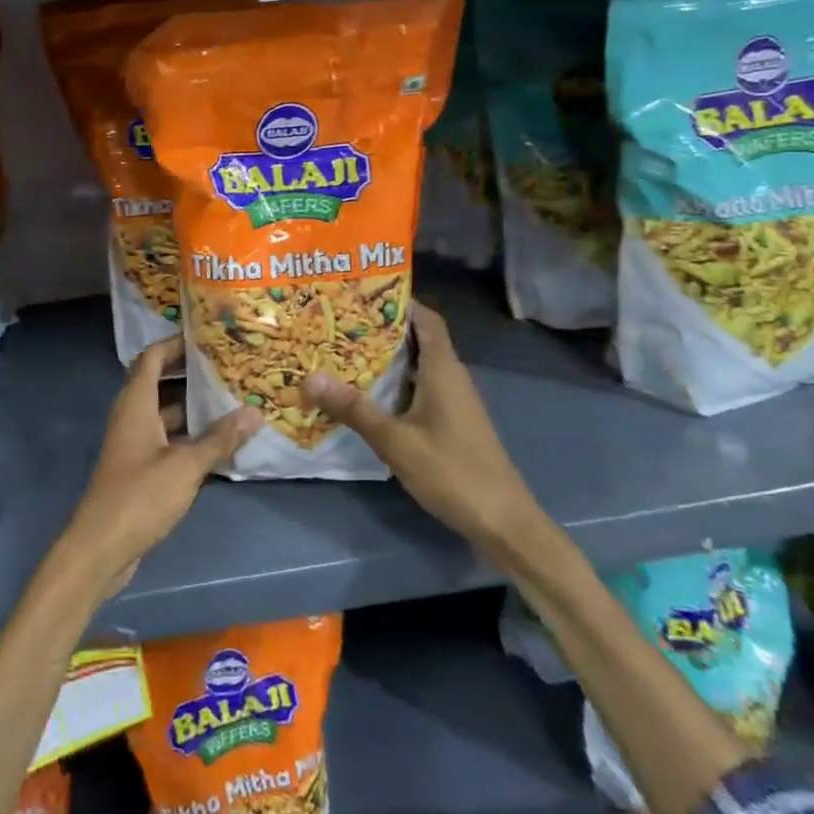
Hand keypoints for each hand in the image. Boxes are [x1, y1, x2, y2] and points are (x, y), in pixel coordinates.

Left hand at [59, 337, 260, 601]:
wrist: (101, 547)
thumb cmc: (139, 496)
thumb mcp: (185, 466)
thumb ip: (219, 439)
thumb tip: (254, 412)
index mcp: (135, 403)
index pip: (152, 357)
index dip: (175, 342)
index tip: (208, 336)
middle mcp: (132, 416)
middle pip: (160, 382)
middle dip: (191, 373)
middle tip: (230, 366)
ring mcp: (135, 442)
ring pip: (167, 413)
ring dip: (194, 407)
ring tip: (233, 399)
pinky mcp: (140, 467)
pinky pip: (167, 439)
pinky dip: (190, 436)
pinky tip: (221, 442)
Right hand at [301, 302, 538, 551]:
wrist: (504, 523)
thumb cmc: (453, 472)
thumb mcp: (395, 441)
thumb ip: (353, 408)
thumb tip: (309, 376)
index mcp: (443, 369)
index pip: (426, 318)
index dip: (399, 300)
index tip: (361, 290)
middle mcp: (451, 377)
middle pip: (417, 339)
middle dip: (380, 328)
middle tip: (337, 320)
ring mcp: (453, 401)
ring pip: (417, 365)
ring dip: (385, 357)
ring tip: (341, 350)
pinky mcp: (451, 422)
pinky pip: (418, 388)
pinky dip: (393, 383)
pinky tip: (365, 393)